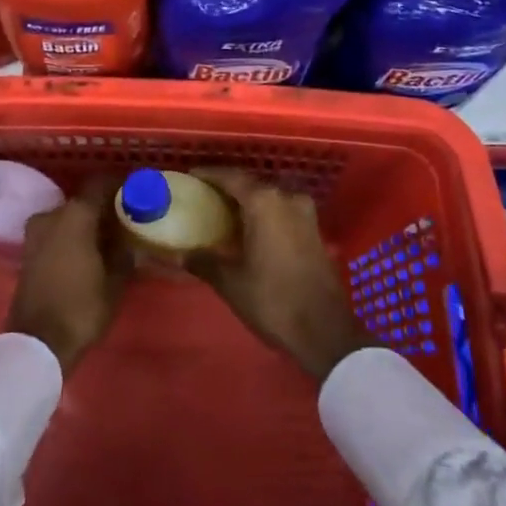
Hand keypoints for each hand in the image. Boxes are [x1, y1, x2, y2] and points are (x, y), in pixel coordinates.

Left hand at [5, 178, 129, 373]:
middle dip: (103, 207)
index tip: (135, 192)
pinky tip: (88, 251)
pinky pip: (56, 232)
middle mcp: (52, 214)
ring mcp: (36, 232)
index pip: (100, 184)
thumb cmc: (81, 307)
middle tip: (125, 220)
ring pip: (68, 216)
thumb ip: (123, 253)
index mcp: (76, 214)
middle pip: (83, 200)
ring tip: (108, 238)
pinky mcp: (28, 250)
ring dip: (86, 223)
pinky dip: (72, 235)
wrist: (36, 342)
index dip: (119, 185)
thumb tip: (129, 241)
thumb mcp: (114, 281)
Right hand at [185, 169, 373, 382]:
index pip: (231, 177)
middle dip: (229, 187)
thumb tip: (180, 255)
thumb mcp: (231, 282)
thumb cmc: (273, 300)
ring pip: (270, 197)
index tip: (191, 176)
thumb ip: (204, 262)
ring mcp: (305, 213)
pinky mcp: (315, 230)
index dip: (209, 175)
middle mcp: (286, 198)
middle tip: (205, 195)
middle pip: (252, 183)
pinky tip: (252, 229)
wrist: (325, 330)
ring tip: (226, 212)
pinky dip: (265, 213)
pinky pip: (283, 210)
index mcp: (264, 202)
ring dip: (249, 201)